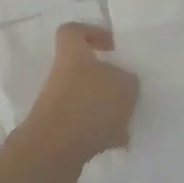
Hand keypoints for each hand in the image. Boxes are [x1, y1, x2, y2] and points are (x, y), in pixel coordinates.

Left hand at [11, 23, 139, 182]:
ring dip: (108, 109)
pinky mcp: (59, 132)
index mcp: (72, 54)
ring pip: (87, 99)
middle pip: (84, 69)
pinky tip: (119, 143)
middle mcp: (60, 76)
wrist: (54, 151)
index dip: (92, 33)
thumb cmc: (89, 105)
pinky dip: (102, 133)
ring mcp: (57, 105)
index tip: (112, 46)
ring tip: (129, 121)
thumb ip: (127, 81)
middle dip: (107, 79)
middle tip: (129, 89)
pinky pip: (85, 127)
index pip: (73, 31)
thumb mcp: (123, 85)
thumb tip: (124, 83)